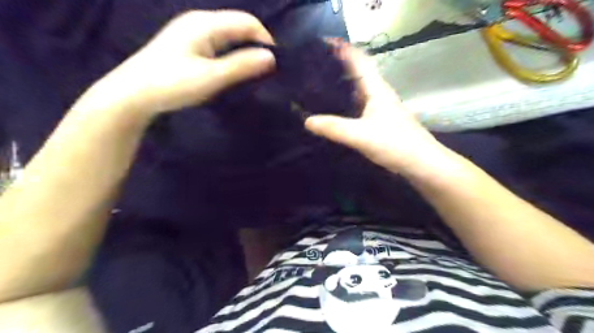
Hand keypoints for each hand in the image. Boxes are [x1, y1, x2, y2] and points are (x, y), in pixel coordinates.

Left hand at [80, 10, 275, 115]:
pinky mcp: (188, 45)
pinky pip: (219, 44)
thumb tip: (272, 57)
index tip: (275, 65)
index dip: (265, 40)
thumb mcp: (212, 77)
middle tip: (265, 71)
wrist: (133, 93)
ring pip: (229, 36)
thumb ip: (242, 66)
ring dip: (244, 52)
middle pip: (238, 27)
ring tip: (253, 73)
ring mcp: (192, 33)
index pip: (247, 22)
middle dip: (256, 46)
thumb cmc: (173, 84)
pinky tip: (232, 70)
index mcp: (206, 24)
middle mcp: (200, 22)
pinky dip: (231, 55)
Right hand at [306, 43, 444, 173]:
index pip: (359, 60)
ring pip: (358, 90)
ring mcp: (381, 108)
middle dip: (338, 67)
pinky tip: (336, 111)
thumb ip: (334, 128)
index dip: (343, 50)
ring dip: (342, 86)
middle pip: (358, 73)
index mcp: (376, 89)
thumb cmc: (394, 143)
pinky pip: (360, 106)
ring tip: (320, 87)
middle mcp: (379, 94)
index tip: (323, 46)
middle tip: (314, 69)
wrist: (421, 163)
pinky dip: (347, 104)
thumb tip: (307, 121)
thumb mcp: (360, 135)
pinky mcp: (380, 121)